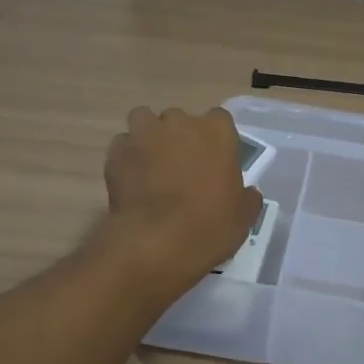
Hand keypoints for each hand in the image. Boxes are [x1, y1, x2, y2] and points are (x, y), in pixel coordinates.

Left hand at [102, 105, 260, 292]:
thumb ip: (246, 197)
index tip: (214, 161)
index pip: (219, 119)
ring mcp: (145, 134)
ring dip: (148, 136)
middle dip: (179, 137)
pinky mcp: (117, 152)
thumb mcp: (243, 217)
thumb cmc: (209, 227)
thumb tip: (247, 192)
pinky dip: (126, 157)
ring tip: (151, 164)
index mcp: (217, 132)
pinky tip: (131, 180)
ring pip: (144, 120)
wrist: (155, 244)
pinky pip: (123, 145)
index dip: (215, 139)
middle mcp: (180, 123)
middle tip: (181, 167)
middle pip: (179, 118)